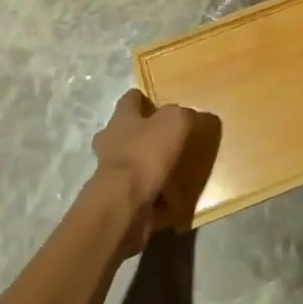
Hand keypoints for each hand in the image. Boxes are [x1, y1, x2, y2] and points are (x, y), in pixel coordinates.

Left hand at [89, 90, 204, 258]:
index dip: (144, 99)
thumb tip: (192, 116)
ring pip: (130, 162)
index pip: (130, 99)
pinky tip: (170, 199)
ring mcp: (109, 173)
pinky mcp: (116, 200)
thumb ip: (185, 115)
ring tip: (172, 170)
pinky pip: (137, 192)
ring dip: (146, 166)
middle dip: (141, 134)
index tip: (160, 104)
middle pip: (125, 131)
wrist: (123, 204)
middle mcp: (110, 141)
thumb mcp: (175, 122)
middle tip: (167, 139)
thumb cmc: (146, 153)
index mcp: (121, 118)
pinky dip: (151, 195)